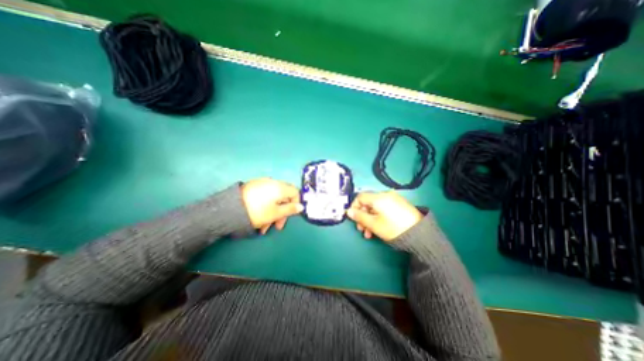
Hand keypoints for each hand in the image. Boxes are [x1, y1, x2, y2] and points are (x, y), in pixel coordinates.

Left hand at [242, 179, 304, 235]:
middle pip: (283, 197)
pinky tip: (259, 219)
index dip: (296, 203)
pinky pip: (265, 197)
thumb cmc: (257, 211)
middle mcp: (273, 183)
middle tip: (277, 226)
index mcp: (280, 187)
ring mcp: (262, 184)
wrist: (229, 209)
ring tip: (263, 228)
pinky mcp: (253, 187)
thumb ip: (290, 209)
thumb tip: (301, 206)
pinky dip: (265, 207)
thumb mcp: (276, 213)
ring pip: (273, 199)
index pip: (295, 192)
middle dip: (282, 213)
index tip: (291, 215)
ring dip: (272, 213)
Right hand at [348, 191, 422, 240]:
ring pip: (375, 207)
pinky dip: (378, 217)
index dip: (354, 207)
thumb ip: (359, 217)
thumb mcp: (373, 224)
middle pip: (368, 203)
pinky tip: (378, 229)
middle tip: (361, 229)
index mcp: (378, 197)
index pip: (360, 197)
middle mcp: (386, 195)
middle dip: (362, 216)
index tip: (353, 218)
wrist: (420, 235)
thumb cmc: (393, 228)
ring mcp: (394, 200)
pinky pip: (383, 209)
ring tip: (369, 233)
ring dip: (369, 219)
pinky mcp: (399, 205)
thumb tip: (348, 211)